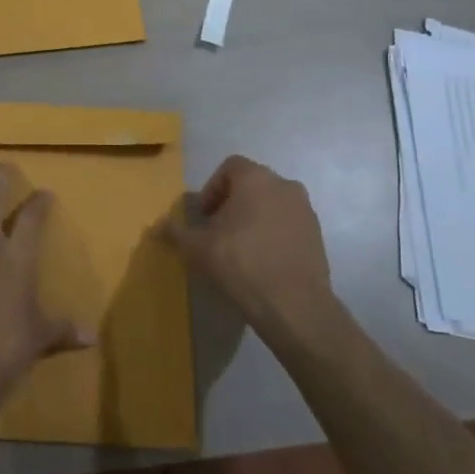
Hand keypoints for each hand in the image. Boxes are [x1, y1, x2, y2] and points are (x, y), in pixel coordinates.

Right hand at [158, 155, 334, 330]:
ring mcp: (306, 210)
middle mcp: (284, 185)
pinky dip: (273, 234)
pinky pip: (288, 224)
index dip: (212, 189)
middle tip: (218, 233)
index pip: (229, 167)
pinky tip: (262, 262)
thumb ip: (175, 232)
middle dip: (232, 204)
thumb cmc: (240, 264)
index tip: (205, 217)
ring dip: (254, 218)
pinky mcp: (318, 235)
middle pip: (251, 184)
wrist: (294, 306)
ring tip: (240, 249)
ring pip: (271, 204)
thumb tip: (156, 226)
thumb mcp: (196, 248)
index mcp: (256, 178)